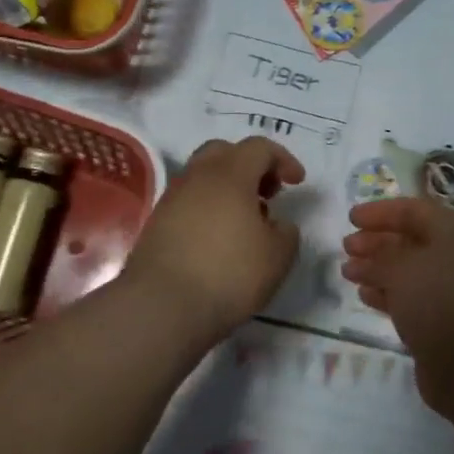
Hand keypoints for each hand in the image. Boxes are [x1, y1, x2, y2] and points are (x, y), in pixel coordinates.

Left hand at [124, 137, 304, 345]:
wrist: (161, 306)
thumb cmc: (229, 273)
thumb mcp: (278, 256)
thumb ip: (286, 232)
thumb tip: (276, 224)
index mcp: (230, 174)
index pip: (259, 148)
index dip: (283, 159)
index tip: (297, 183)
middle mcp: (197, 177)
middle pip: (224, 152)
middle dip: (250, 166)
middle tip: (267, 193)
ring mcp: (172, 199)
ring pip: (203, 177)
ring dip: (228, 189)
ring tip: (246, 222)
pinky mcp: (157, 224)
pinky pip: (189, 202)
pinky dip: (209, 209)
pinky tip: (220, 239)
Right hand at [341, 197, 453, 411]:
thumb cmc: (439, 302)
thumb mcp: (403, 269)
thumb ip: (380, 257)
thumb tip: (364, 257)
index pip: (415, 211)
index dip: (382, 211)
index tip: (351, 218)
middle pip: (411, 240)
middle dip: (377, 241)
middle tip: (346, 246)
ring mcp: (450, 291)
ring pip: (408, 271)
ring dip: (377, 268)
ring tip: (347, 272)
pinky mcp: (442, 321)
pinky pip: (410, 298)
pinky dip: (386, 293)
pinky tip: (365, 295)